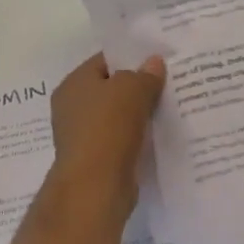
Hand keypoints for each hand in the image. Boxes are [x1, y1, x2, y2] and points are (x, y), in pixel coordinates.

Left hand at [47, 53, 165, 207]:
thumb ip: (145, 73)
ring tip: (171, 106)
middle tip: (169, 81)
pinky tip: (160, 133)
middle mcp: (73, 107)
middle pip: (112, 88)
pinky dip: (139, 136)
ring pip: (119, 116)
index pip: (105, 60)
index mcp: (74, 83)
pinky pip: (123, 139)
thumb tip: (154, 62)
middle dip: (139, 86)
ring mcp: (84, 135)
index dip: (132, 57)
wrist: (95, 186)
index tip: (159, 59)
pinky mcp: (97, 159)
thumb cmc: (108, 127)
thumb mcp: (132, 89)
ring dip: (140, 113)